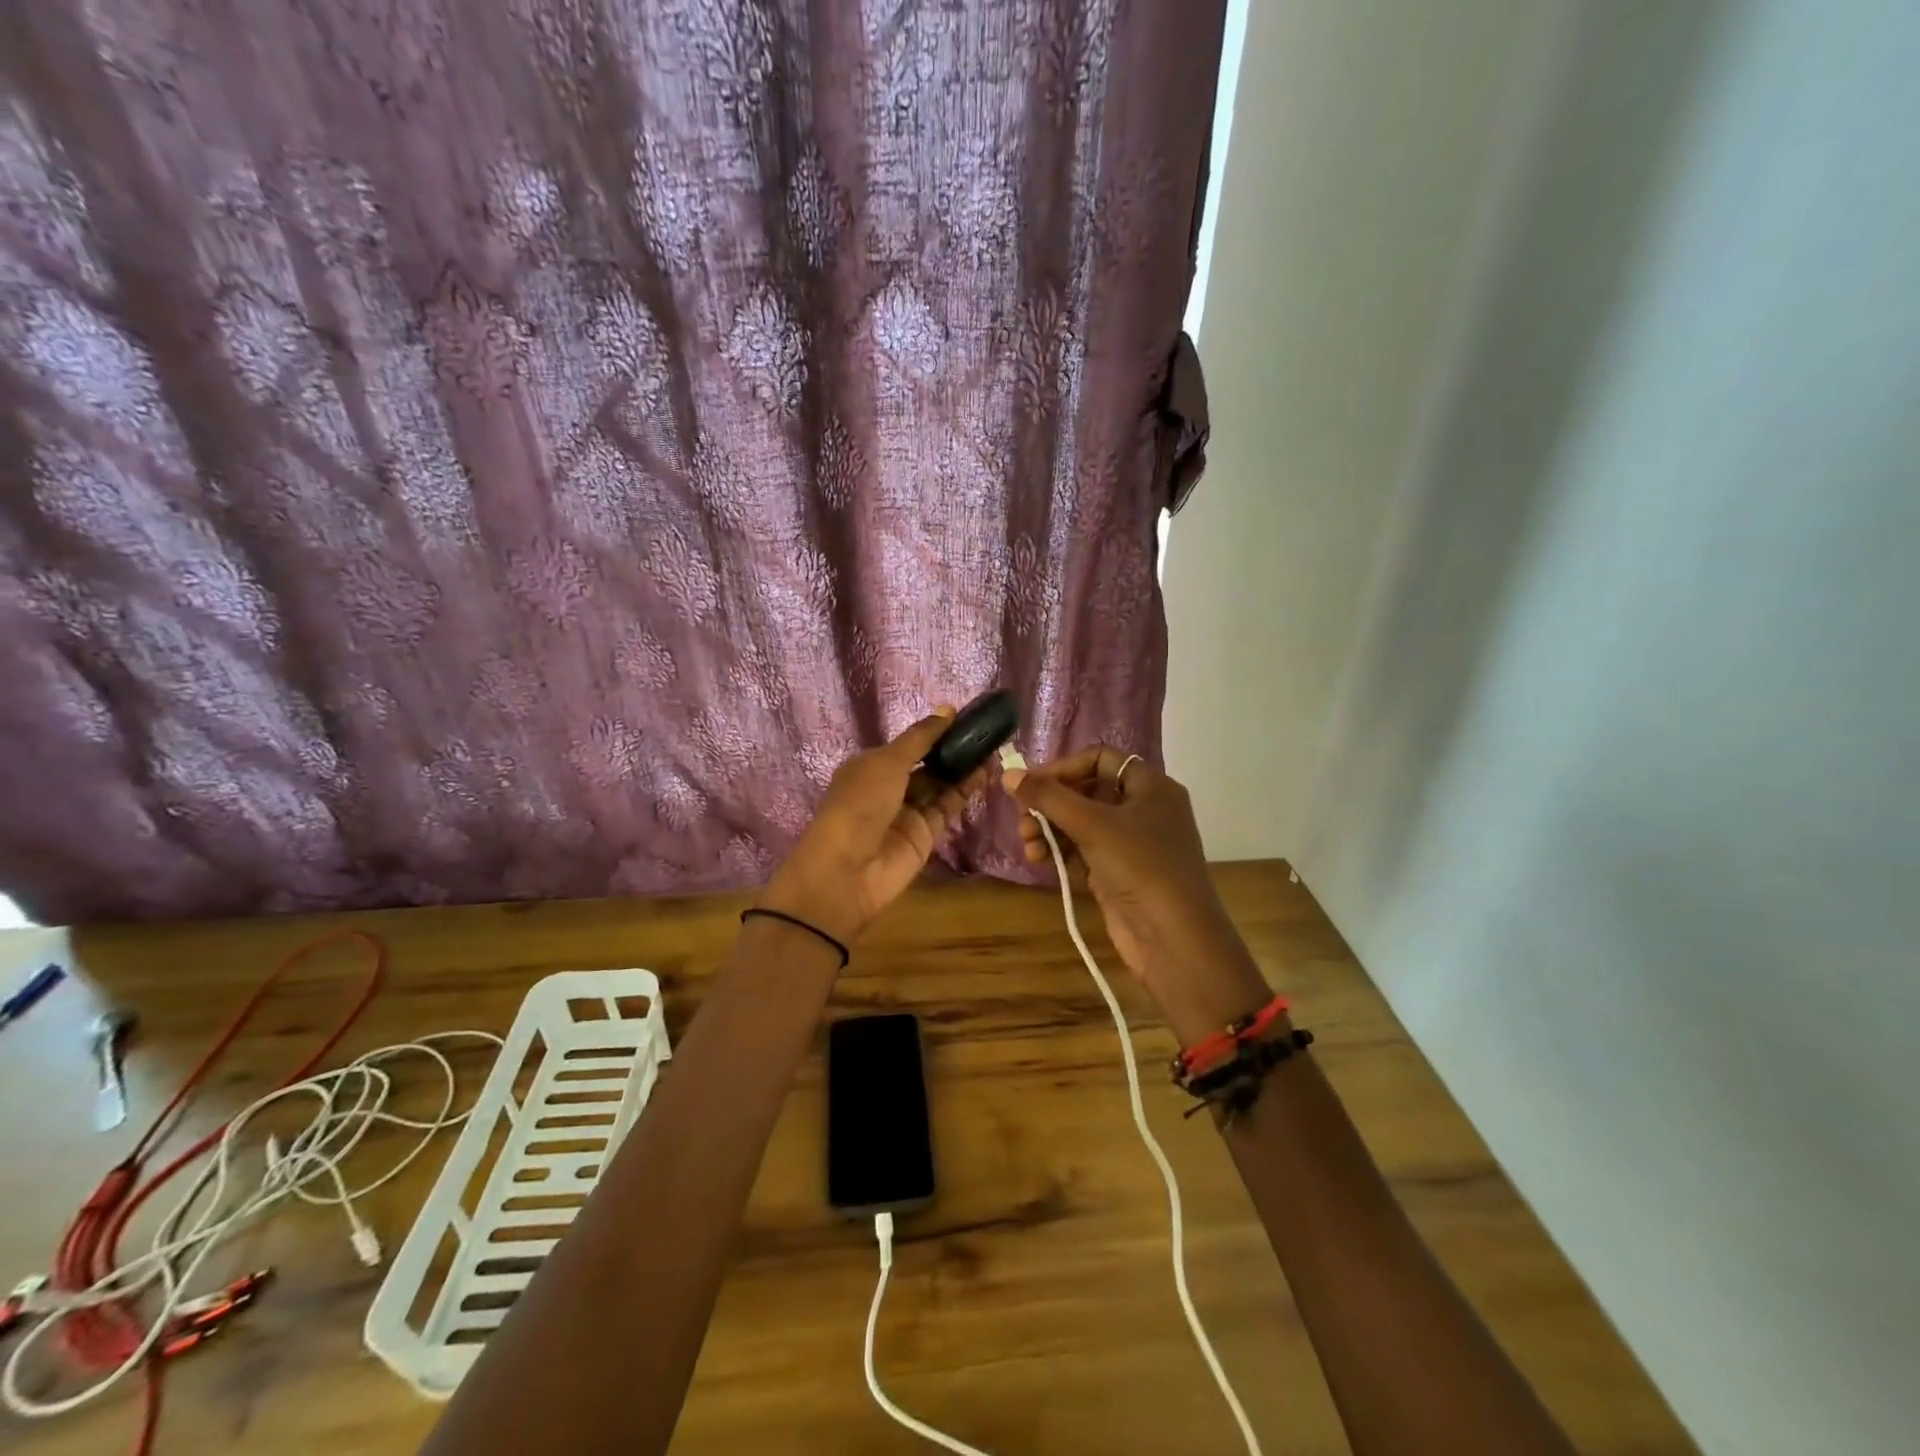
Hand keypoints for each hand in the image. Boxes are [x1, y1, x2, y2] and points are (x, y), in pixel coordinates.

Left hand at [759, 709, 991, 945]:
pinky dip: (965, 791)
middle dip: (953, 750)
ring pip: (940, 785)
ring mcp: (908, 813)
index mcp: (871, 765)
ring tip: (993, 750)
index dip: (935, 732)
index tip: (966, 718)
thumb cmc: (860, 804)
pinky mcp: (925, 835)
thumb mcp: (887, 762)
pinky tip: (986, 773)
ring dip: (964, 769)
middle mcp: (889, 787)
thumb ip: (920, 738)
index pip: (908, 745)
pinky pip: (948, 807)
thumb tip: (947, 710)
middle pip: (927, 765)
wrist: (848, 870)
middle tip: (986, 734)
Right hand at [1004, 748, 1269, 1045]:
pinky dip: (1061, 853)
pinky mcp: (1119, 874)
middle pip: (1087, 792)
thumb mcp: (1092, 824)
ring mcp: (1132, 845)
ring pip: (1082, 825)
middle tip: (1023, 820)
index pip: (1101, 759)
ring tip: (1027, 846)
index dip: (1064, 768)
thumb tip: (1008, 774)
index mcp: (1151, 787)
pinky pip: (1084, 852)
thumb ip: (1047, 797)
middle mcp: (1144, 810)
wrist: (1173, 938)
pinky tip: (1039, 861)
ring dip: (1050, 831)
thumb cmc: (1140, 866)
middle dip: (1051, 805)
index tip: (1031, 785)